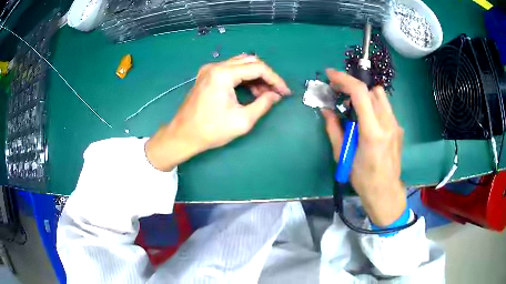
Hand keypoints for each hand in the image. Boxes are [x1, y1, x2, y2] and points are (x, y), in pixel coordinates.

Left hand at [146, 55, 290, 171]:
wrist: (183, 135)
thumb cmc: (211, 130)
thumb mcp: (242, 120)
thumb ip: (263, 104)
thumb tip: (276, 95)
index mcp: (223, 74)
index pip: (258, 68)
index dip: (275, 79)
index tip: (285, 92)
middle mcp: (216, 66)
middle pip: (249, 61)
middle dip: (266, 76)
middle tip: (275, 92)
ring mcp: (209, 69)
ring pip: (240, 64)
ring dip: (255, 76)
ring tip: (264, 94)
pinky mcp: (207, 75)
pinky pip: (231, 70)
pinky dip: (243, 78)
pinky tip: (250, 91)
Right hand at [322, 69, 405, 226]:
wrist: (385, 191)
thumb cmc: (362, 178)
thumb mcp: (342, 155)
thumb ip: (334, 129)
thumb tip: (326, 110)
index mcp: (372, 132)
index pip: (360, 93)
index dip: (344, 79)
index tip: (331, 75)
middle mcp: (387, 124)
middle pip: (371, 90)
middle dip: (352, 87)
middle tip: (339, 93)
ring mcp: (396, 125)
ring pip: (380, 96)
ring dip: (364, 95)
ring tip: (353, 107)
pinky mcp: (398, 128)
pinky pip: (385, 108)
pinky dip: (373, 106)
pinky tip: (367, 121)